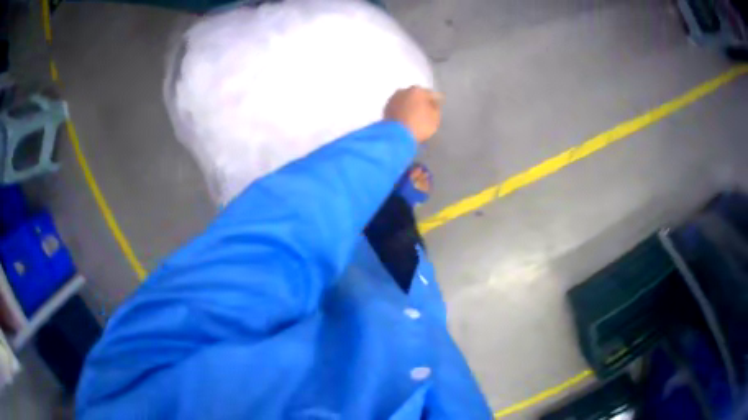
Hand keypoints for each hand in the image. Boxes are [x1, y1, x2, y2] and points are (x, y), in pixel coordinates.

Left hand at [384, 86, 441, 143]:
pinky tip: (404, 118)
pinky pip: (397, 107)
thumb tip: (433, 102)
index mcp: (418, 91)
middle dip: (420, 101)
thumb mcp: (435, 118)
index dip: (435, 101)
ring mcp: (393, 99)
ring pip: (405, 100)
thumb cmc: (419, 125)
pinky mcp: (385, 108)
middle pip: (416, 95)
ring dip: (409, 105)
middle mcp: (404, 90)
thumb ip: (436, 107)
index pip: (430, 94)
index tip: (436, 107)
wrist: (396, 136)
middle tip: (424, 112)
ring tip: (413, 115)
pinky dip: (401, 110)